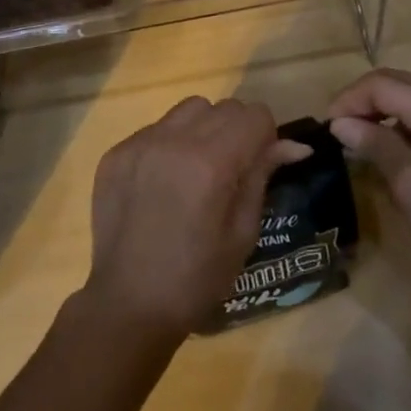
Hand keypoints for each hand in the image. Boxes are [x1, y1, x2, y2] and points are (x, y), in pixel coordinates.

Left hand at [81, 96, 311, 343]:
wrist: (129, 303)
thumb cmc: (197, 278)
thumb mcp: (243, 232)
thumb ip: (262, 176)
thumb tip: (293, 145)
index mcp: (210, 162)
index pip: (254, 116)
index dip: (267, 136)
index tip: (262, 163)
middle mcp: (173, 140)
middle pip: (224, 107)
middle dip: (238, 131)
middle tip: (233, 170)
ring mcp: (140, 143)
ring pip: (188, 109)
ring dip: (204, 128)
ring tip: (198, 169)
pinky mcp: (116, 152)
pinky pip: (156, 128)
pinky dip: (170, 143)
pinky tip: (165, 181)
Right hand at [328, 69, 410, 303]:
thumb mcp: (409, 184)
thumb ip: (374, 144)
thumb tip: (341, 124)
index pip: (381, 84)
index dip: (348, 100)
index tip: (326, 129)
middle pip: (398, 84)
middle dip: (363, 102)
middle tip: (338, 131)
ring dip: (383, 113)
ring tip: (359, 141)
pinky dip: (405, 126)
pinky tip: (392, 152)